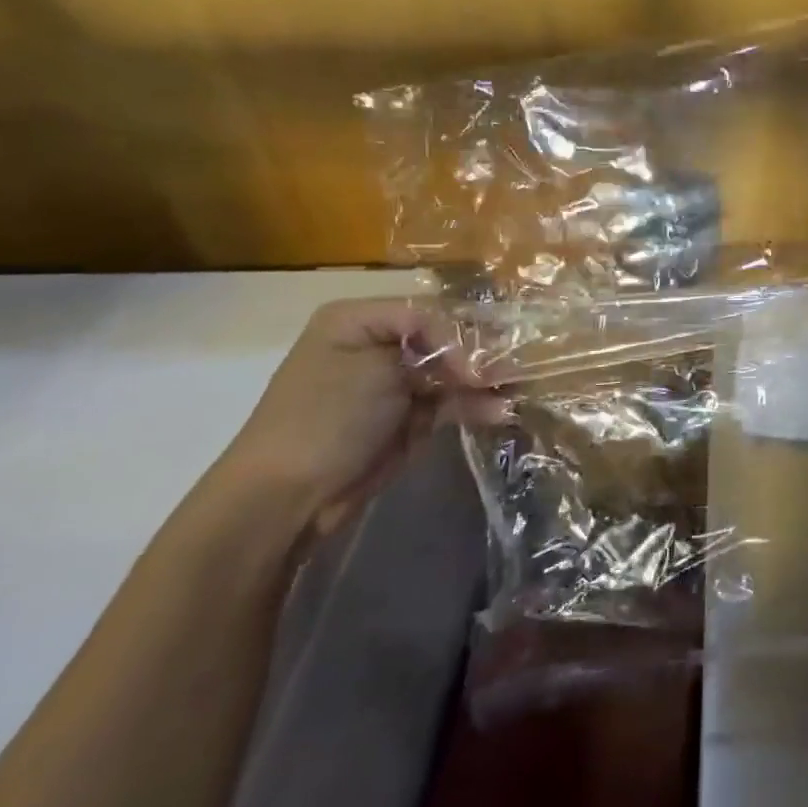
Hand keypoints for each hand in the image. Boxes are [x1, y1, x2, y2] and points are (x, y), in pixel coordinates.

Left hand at [214, 298, 504, 538]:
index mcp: (362, 319)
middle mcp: (381, 344)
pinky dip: (476, 405)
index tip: (480, 364)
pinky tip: (501, 411)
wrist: (289, 495)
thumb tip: (483, 359)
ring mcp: (397, 383)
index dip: (461, 334)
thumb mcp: (377, 364)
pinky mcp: (410, 417)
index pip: (430, 311)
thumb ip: (437, 347)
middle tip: (515, 370)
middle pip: (446, 339)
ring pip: (454, 372)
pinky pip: (452, 402)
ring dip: (486, 381)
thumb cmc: (327, 416)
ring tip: (518, 390)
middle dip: (481, 355)